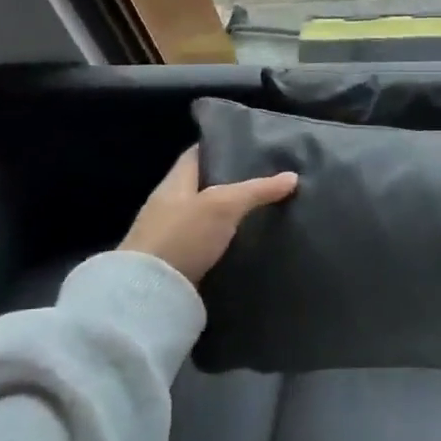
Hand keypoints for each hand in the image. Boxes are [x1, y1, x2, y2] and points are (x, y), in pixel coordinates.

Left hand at [120, 146, 297, 283]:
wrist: (147, 294)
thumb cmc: (182, 236)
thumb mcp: (224, 205)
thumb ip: (257, 189)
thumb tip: (293, 176)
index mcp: (174, 183)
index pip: (197, 155)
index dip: (220, 147)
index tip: (249, 146)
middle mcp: (169, 205)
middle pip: (203, 185)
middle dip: (231, 181)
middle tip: (267, 179)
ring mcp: (170, 236)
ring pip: (206, 215)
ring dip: (229, 213)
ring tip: (263, 209)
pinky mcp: (177, 263)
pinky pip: (206, 242)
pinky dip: (224, 239)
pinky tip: (246, 241)